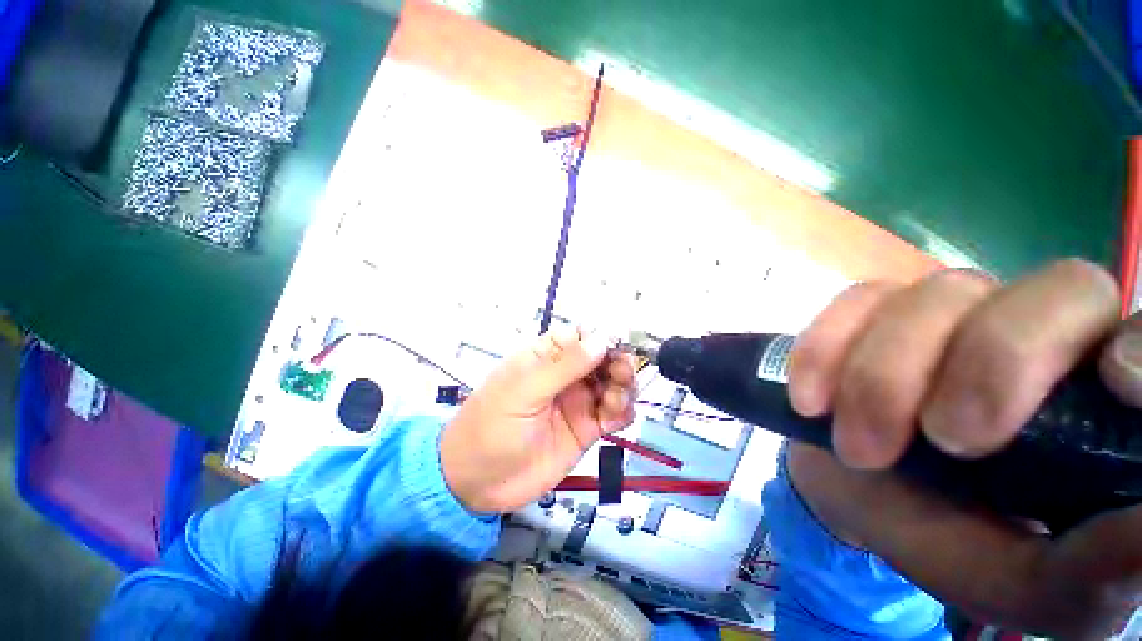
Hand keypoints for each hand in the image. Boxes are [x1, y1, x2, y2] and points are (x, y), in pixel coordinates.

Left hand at [440, 327, 636, 512]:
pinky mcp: (586, 429)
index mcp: (546, 357)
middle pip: (602, 358)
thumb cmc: (492, 426)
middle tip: (622, 375)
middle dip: (618, 362)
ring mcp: (577, 401)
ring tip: (616, 401)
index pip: (580, 336)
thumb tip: (601, 339)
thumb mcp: (524, 390)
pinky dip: (623, 411)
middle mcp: (565, 375)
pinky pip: (613, 413)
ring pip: (612, 384)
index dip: (600, 338)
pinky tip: (618, 417)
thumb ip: (563, 365)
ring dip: (624, 387)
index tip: (615, 348)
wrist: (478, 483)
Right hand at [785, 260, 1141, 636]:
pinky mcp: (876, 310)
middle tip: (943, 439)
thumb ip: (1092, 571)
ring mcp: (953, 312)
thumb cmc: (953, 543)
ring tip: (858, 447)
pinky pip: (855, 302)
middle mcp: (1042, 335)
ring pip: (940, 296)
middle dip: (995, 362)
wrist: (855, 494)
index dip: (1141, 345)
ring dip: (884, 375)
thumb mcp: (1024, 585)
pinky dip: (826, 349)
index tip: (1113, 383)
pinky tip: (811, 399)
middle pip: (1057, 290)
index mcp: (1096, 402)